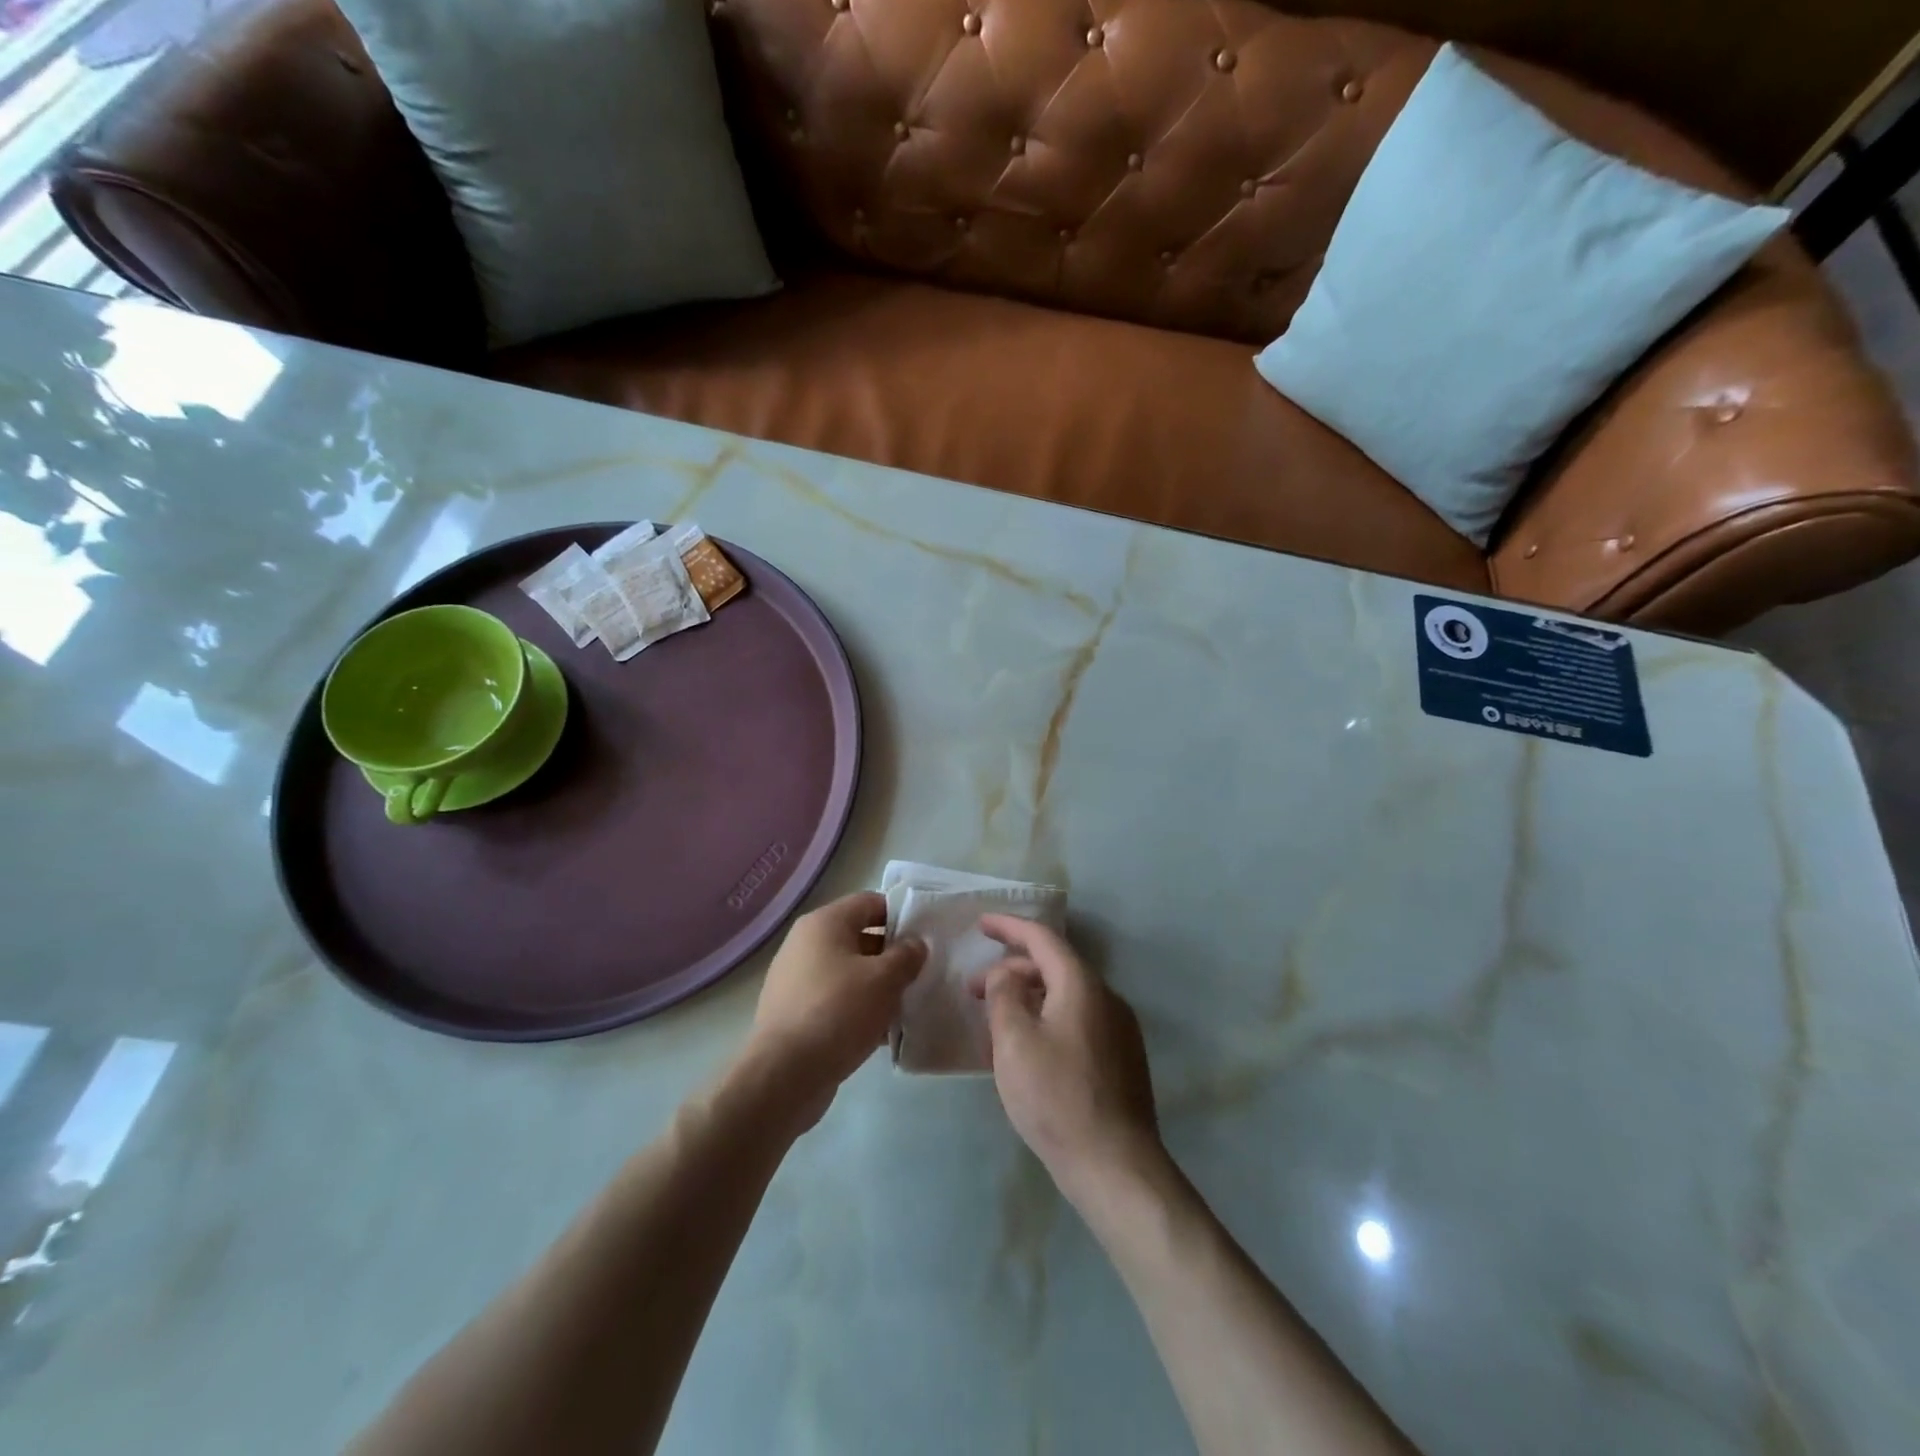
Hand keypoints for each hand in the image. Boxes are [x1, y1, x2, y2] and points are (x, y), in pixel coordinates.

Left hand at [744, 892, 924, 1126]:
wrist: (785, 1074)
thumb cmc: (838, 1011)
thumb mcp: (885, 979)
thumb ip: (906, 956)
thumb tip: (915, 945)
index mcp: (824, 923)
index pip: (870, 902)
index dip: (900, 915)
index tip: (924, 937)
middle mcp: (805, 943)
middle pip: (859, 937)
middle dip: (890, 954)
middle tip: (919, 973)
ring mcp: (795, 979)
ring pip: (848, 972)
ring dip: (876, 985)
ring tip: (904, 1004)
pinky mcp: (794, 1012)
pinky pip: (834, 999)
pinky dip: (857, 1009)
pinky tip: (880, 1032)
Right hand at [971, 916, 1160, 1198]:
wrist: (1115, 1165)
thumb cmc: (1056, 1097)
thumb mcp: (1014, 1041)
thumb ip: (1004, 995)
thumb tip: (1007, 973)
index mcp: (1081, 985)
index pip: (1043, 938)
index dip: (1009, 927)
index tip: (981, 924)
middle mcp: (1106, 998)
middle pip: (1054, 967)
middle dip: (1012, 970)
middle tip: (974, 990)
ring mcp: (1118, 1029)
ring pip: (1065, 996)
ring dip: (1028, 998)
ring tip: (994, 1021)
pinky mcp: (1120, 1059)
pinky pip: (1076, 1021)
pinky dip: (1046, 1019)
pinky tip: (1026, 1049)